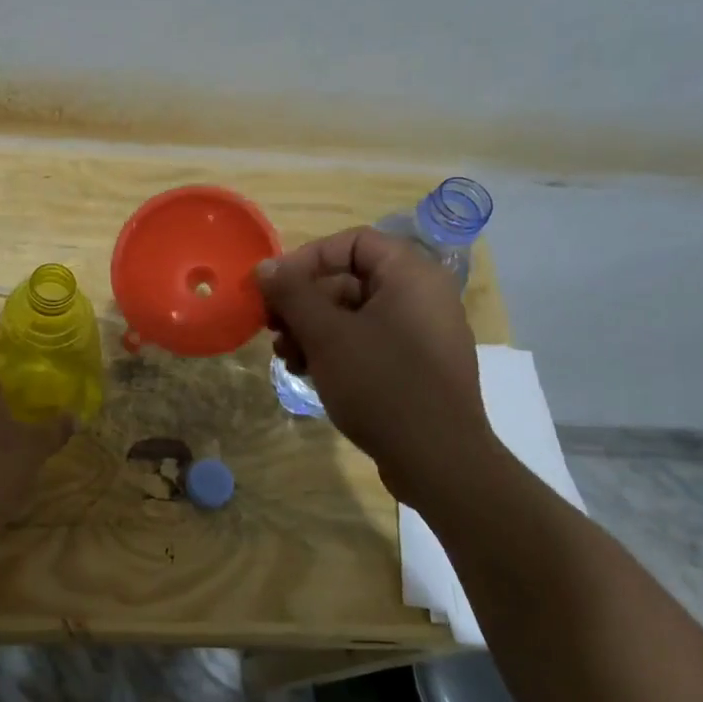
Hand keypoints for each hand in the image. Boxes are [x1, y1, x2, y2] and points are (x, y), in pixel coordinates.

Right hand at [257, 227, 497, 508]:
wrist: (437, 459)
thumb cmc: (381, 383)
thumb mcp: (326, 334)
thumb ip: (292, 293)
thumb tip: (265, 267)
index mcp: (410, 274)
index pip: (352, 242)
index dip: (308, 258)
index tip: (275, 287)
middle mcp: (422, 295)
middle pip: (350, 279)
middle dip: (304, 302)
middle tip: (272, 328)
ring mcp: (422, 333)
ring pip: (354, 314)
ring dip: (313, 329)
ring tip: (286, 357)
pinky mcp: (417, 366)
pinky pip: (369, 342)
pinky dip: (336, 350)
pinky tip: (309, 372)